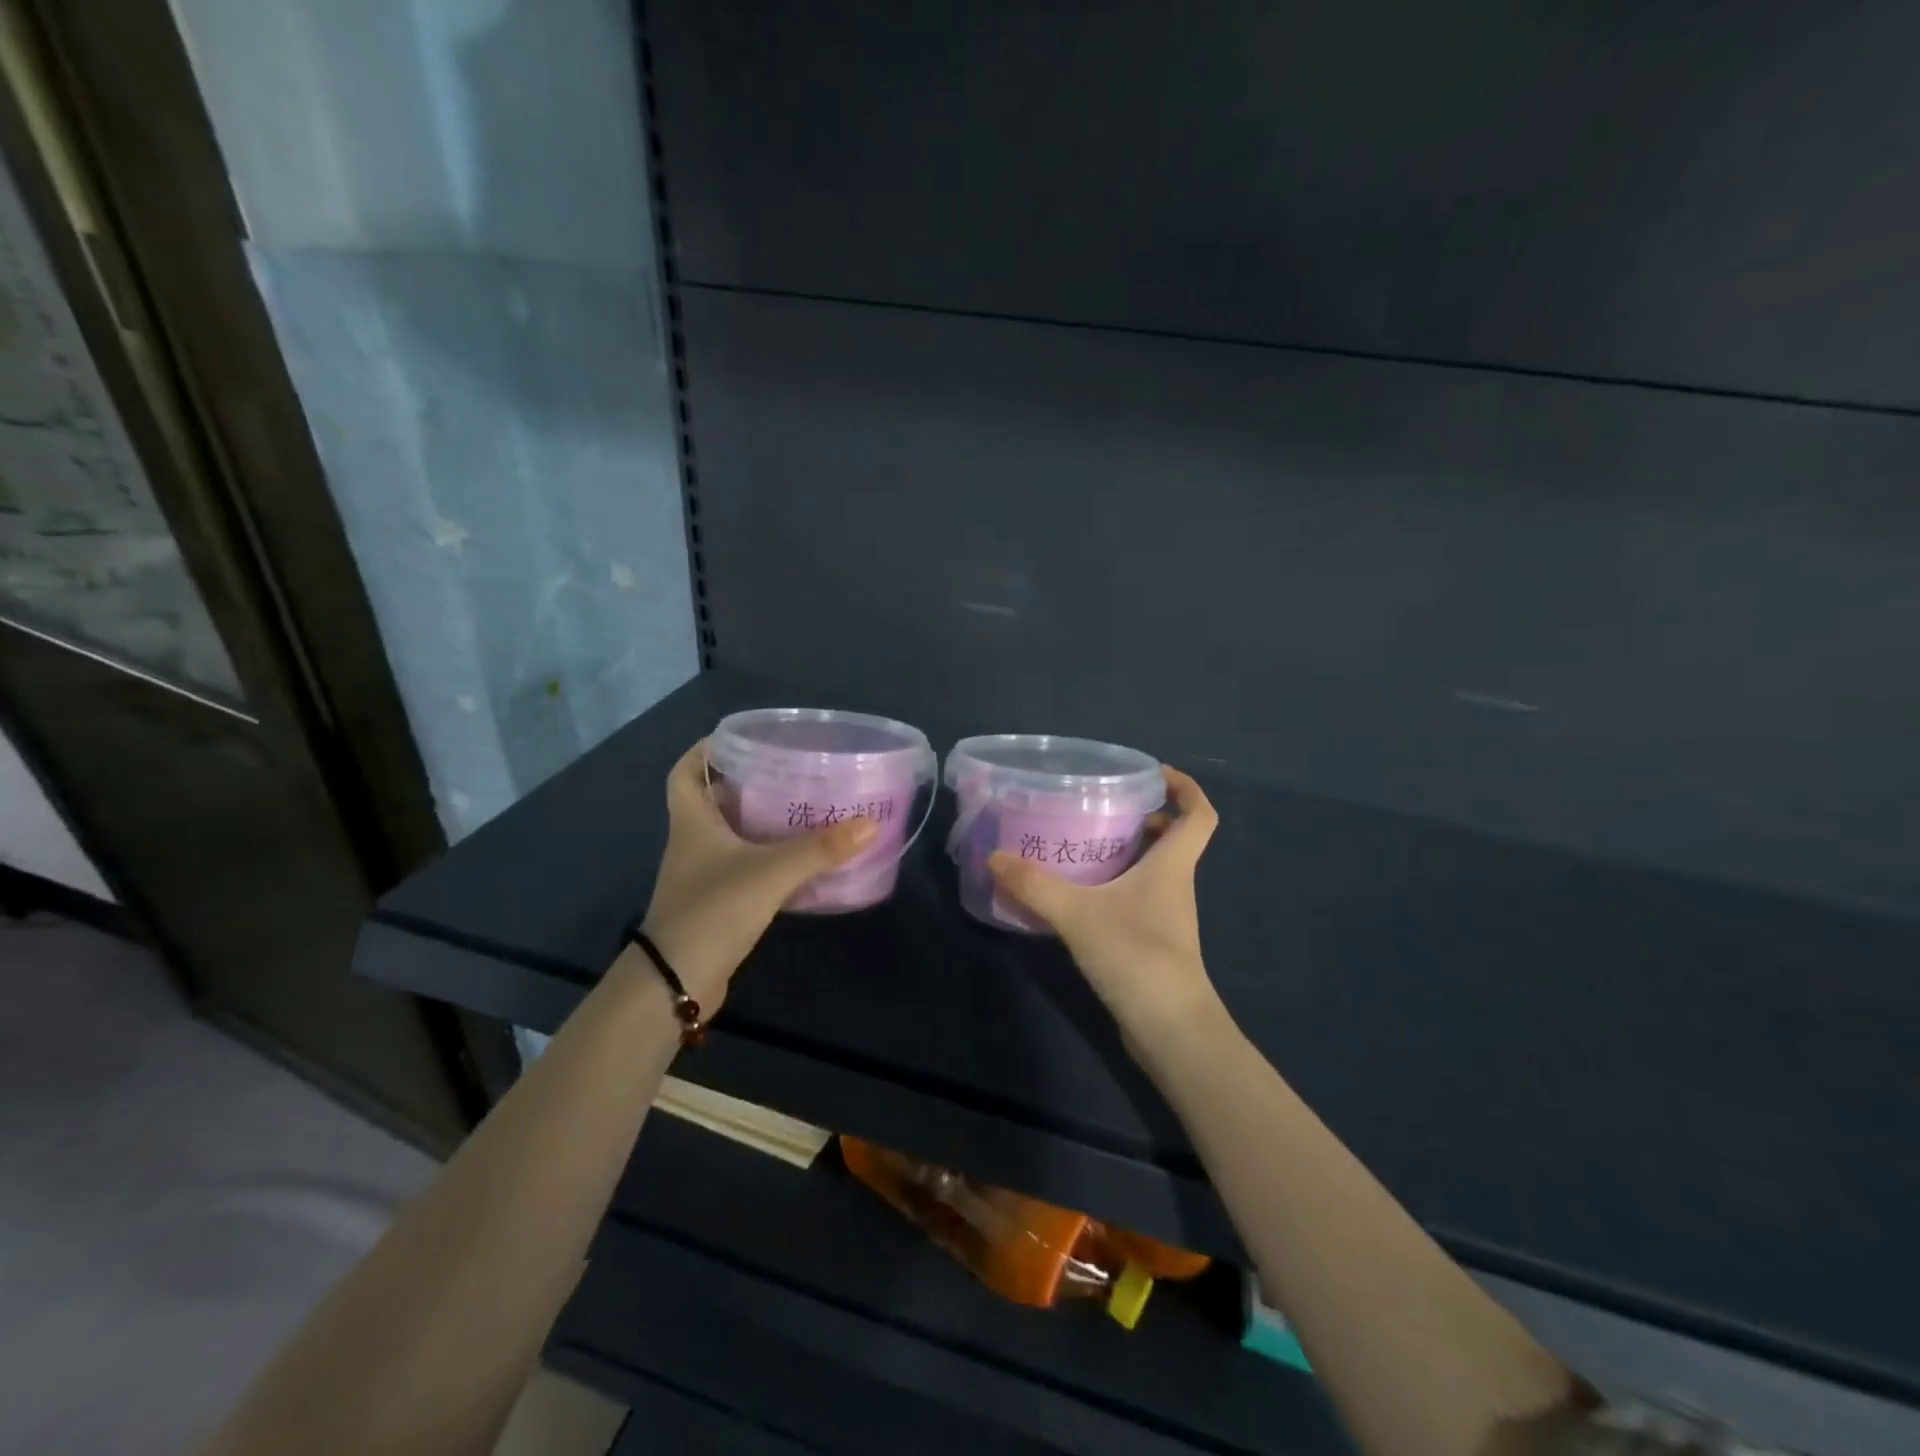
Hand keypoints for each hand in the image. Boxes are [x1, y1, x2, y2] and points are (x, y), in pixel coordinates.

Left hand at [637, 740, 877, 1008]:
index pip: (685, 772)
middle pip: (714, 800)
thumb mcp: (770, 873)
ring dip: (760, 821)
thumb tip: (870, 824)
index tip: (740, 739)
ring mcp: (704, 875)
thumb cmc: (713, 910)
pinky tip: (801, 859)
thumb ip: (820, 849)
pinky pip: (745, 867)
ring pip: (732, 835)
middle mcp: (693, 842)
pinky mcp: (718, 902)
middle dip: (747, 783)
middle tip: (789, 771)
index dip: (705, 750)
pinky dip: (768, 857)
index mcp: (693, 822)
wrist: (676, 981)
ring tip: (803, 807)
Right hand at [988, 767, 1220, 1035]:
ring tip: (1081, 842)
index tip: (1153, 773)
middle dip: (1143, 817)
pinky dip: (1115, 885)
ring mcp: (1166, 916)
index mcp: (1172, 865)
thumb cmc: (1136, 955)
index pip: (1199, 814)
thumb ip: (1034, 885)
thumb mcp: (1077, 914)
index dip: (1185, 787)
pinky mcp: (1152, 941)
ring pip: (1153, 869)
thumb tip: (994, 857)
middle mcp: (1175, 884)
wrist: (1169, 1028)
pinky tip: (1078, 893)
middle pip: (1172, 838)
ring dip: (1126, 852)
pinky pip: (1137, 898)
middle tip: (1099, 806)